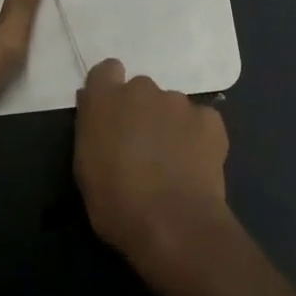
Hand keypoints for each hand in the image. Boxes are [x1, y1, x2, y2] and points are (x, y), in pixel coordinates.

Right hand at [74, 58, 231, 269]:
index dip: (110, 89)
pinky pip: (200, 121)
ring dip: (169, 125)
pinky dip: (197, 137)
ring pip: (172, 106)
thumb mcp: (85, 167)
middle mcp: (142, 89)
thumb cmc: (116, 203)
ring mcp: (179, 102)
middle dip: (141, 111)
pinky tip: (195, 165)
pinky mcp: (210, 119)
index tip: (113, 114)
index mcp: (105, 99)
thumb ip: (93, 130)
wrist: (172, 224)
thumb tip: (99, 115)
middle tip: (143, 147)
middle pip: (141, 90)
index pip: (107, 70)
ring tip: (173, 162)